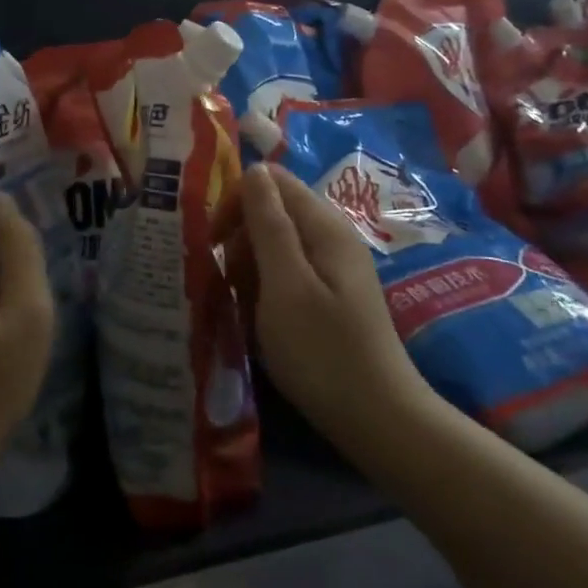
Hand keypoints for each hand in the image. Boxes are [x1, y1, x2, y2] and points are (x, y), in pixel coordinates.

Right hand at [239, 164, 434, 452]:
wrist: (375, 417)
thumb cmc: (322, 350)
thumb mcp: (286, 285)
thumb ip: (269, 225)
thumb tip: (255, 169)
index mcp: (323, 226)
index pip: (271, 181)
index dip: (236, 202)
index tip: (212, 241)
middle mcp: (331, 237)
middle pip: (272, 211)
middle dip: (239, 238)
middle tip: (223, 279)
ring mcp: (333, 267)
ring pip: (275, 244)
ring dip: (247, 266)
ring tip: (238, 304)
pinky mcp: (330, 294)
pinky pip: (286, 272)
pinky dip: (264, 287)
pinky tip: (257, 317)